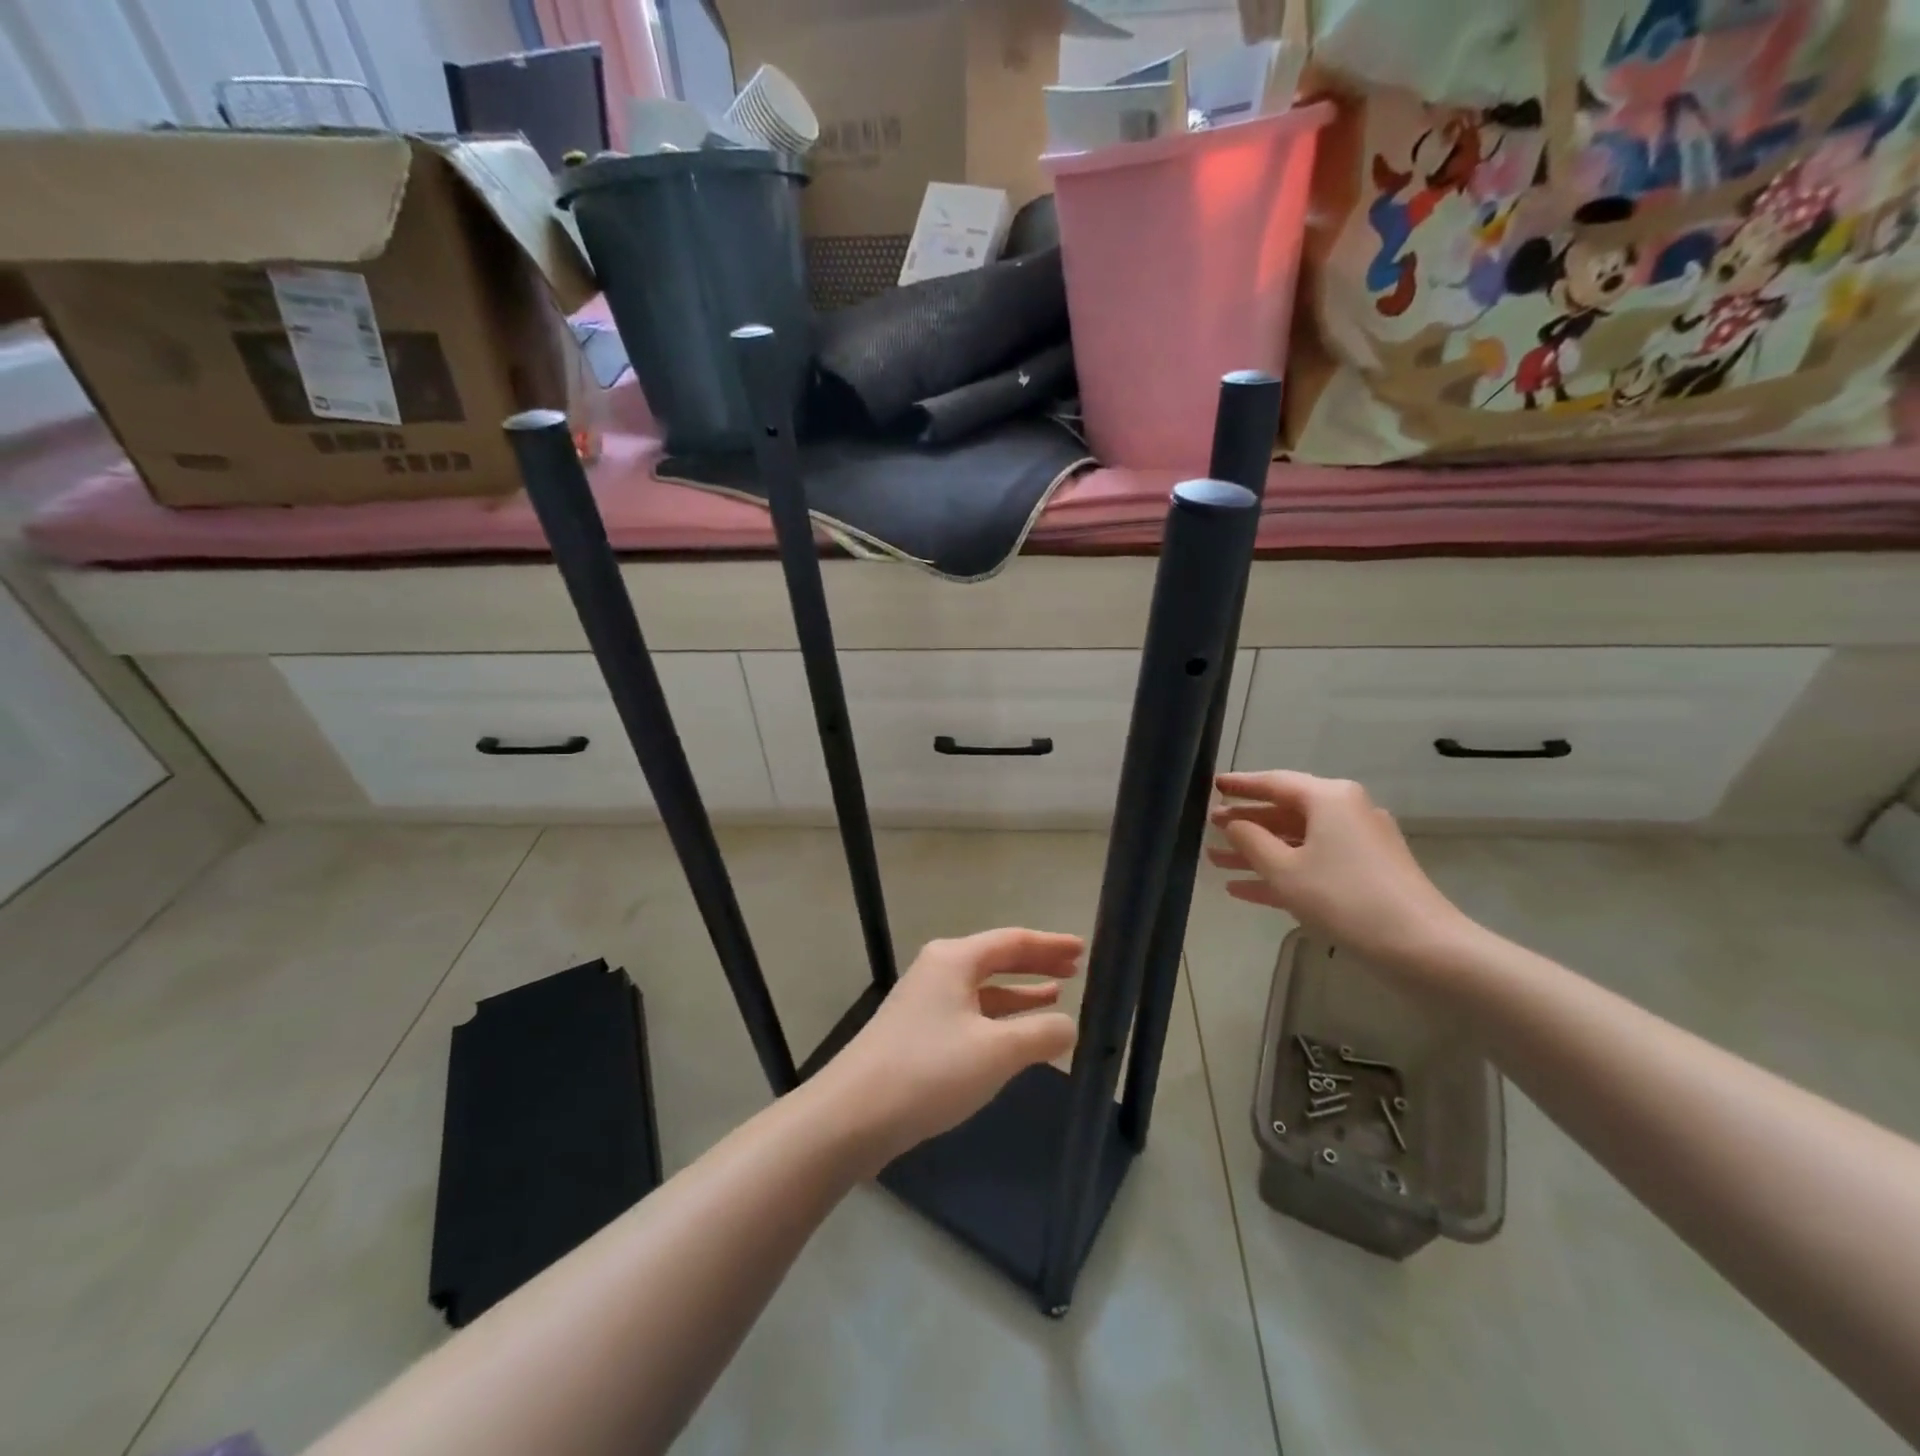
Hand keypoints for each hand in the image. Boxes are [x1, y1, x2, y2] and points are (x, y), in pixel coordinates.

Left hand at [821, 928, 1081, 1168]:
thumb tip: (1068, 1025)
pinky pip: (969, 1014)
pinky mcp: (917, 1034)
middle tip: (1075, 970)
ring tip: (1054, 996)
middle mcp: (938, 971)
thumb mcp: (995, 1052)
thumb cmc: (929, 1071)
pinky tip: (1015, 1036)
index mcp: (954, 960)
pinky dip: (997, 1018)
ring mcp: (924, 1002)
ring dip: (1018, 993)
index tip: (1083, 949)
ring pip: (982, 989)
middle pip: (996, 959)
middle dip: (1035, 965)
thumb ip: (1040, 1034)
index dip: (1050, 945)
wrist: (852, 1116)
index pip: (1013, 941)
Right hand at [1206, 771, 1470, 967]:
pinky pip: (1313, 863)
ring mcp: (1359, 844)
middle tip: (1209, 826)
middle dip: (1246, 822)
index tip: (1213, 785)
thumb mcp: (1285, 870)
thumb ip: (1251, 841)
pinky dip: (1282, 872)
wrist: (1422, 947)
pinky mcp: (1366, 873)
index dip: (1241, 785)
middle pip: (1286, 811)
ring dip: (1258, 852)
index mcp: (1329, 798)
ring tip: (1216, 861)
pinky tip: (1244, 889)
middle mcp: (1346, 811)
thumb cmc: (1344, 898)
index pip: (1274, 782)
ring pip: (1297, 841)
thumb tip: (1235, 824)